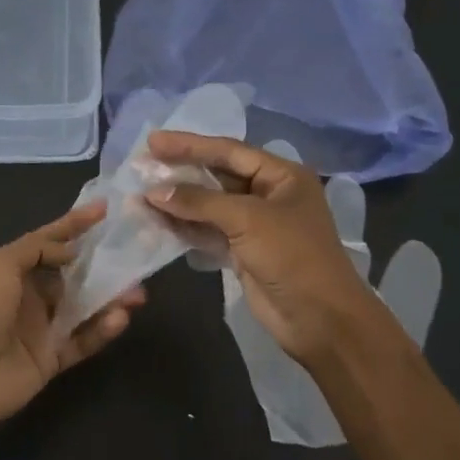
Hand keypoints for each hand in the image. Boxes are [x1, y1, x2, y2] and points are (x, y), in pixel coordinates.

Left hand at [0, 202, 145, 429]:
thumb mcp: (0, 264)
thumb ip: (36, 249)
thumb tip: (70, 251)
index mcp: (12, 270)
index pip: (49, 241)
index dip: (75, 224)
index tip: (105, 209)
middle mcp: (30, 296)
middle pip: (74, 276)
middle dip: (103, 267)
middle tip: (134, 261)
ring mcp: (42, 329)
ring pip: (85, 308)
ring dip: (112, 299)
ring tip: (138, 294)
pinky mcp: (53, 359)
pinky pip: (84, 341)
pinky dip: (103, 330)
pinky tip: (120, 319)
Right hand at [145, 131, 373, 365]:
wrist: (319, 318)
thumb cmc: (292, 256)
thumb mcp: (247, 219)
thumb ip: (199, 202)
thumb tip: (154, 192)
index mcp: (281, 175)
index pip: (229, 151)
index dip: (189, 145)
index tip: (152, 141)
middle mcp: (269, 194)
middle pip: (217, 176)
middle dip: (180, 171)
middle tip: (141, 165)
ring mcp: (255, 225)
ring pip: (209, 206)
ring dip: (177, 201)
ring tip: (140, 194)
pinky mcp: (243, 252)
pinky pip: (208, 231)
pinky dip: (185, 227)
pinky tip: (157, 221)